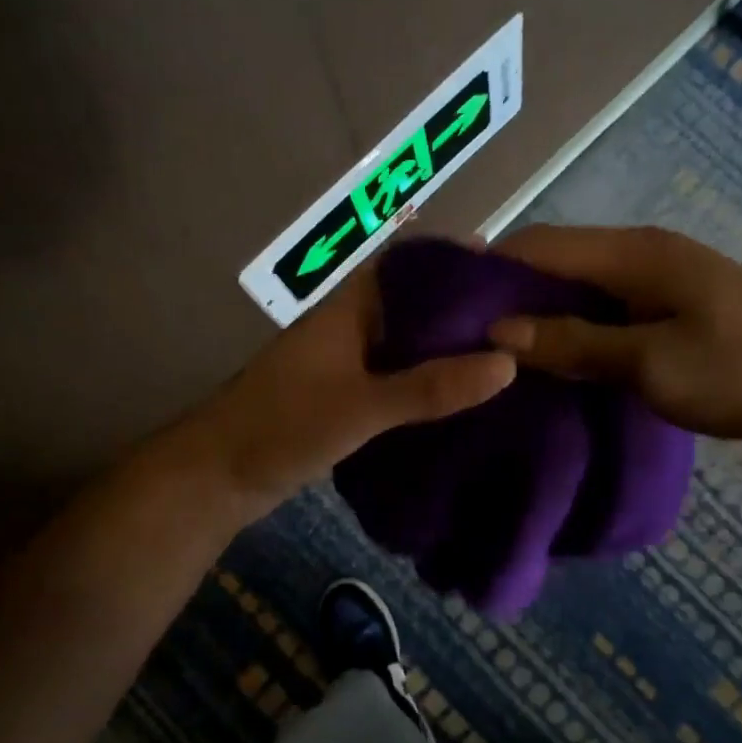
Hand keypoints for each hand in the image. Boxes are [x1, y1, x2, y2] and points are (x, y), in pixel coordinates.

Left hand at [180, 259, 514, 517]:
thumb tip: (507, 363)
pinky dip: (431, 382)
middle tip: (524, 320)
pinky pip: (400, 379)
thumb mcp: (361, 407)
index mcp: (349, 309)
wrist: (218, 479)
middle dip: (464, 311)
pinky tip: (466, 397)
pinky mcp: (348, 397)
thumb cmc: (283, 427)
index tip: (508, 272)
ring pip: (410, 345)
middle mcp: (352, 328)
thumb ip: (429, 388)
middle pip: (416, 306)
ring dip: (450, 349)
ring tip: (510, 355)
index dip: (455, 263)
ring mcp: (349, 364)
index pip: (409, 267)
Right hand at [488, 224, 741, 440]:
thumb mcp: (649, 363)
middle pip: (556, 260)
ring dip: (542, 311)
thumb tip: (499, 331)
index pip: (540, 246)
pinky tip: (558, 354)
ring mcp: (660, 275)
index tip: (447, 307)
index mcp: (633, 253)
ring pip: (580, 284)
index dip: (489, 270)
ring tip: (502, 350)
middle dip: (510, 293)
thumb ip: (574, 343)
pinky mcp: (672, 301)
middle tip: (468, 337)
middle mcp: (641, 251)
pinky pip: (605, 304)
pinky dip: (575, 323)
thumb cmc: (738, 372)